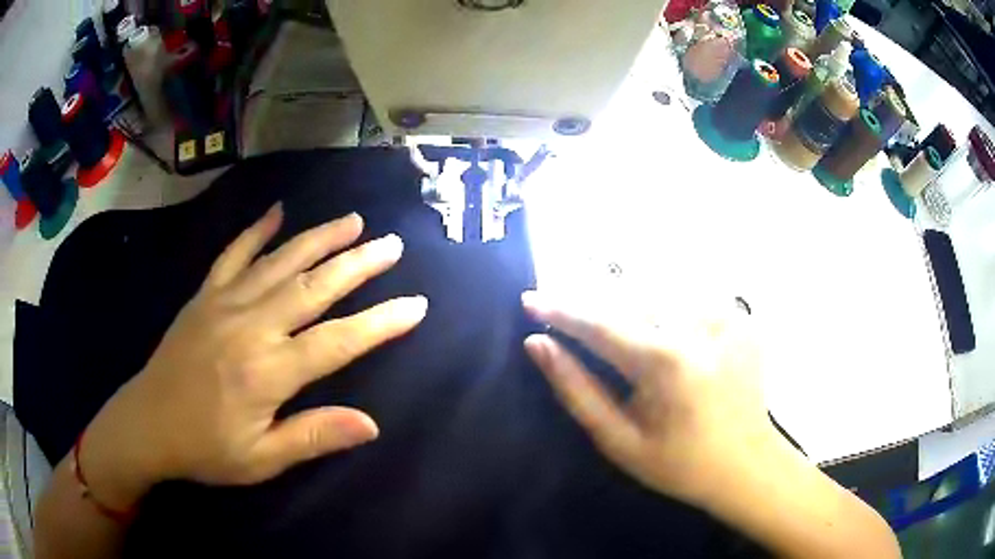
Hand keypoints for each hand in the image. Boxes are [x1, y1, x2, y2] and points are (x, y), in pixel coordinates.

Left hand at [79, 205, 427, 509]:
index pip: (338, 341)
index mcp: (268, 371)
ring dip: (319, 238)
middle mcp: (251, 326)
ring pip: (280, 261)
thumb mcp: (261, 459)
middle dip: (358, 264)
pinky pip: (234, 254)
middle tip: (391, 244)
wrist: (147, 425)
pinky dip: (256, 231)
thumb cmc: (205, 449)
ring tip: (352, 221)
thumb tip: (371, 424)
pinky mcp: (205, 296)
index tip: (415, 305)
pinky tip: (276, 212)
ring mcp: (225, 303)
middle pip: (314, 287)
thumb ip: (314, 436)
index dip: (380, 323)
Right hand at [522, 291, 775, 506]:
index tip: (529, 298)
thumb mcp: (619, 440)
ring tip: (614, 325)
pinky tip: (661, 330)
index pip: (599, 322)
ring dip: (629, 303)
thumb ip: (576, 390)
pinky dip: (665, 308)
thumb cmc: (679, 464)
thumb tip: (538, 345)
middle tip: (566, 315)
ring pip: (658, 292)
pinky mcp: (740, 315)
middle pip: (628, 297)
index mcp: (665, 362)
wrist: (747, 464)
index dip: (561, 309)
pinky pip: (688, 299)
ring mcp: (725, 314)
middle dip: (593, 303)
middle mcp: (698, 325)